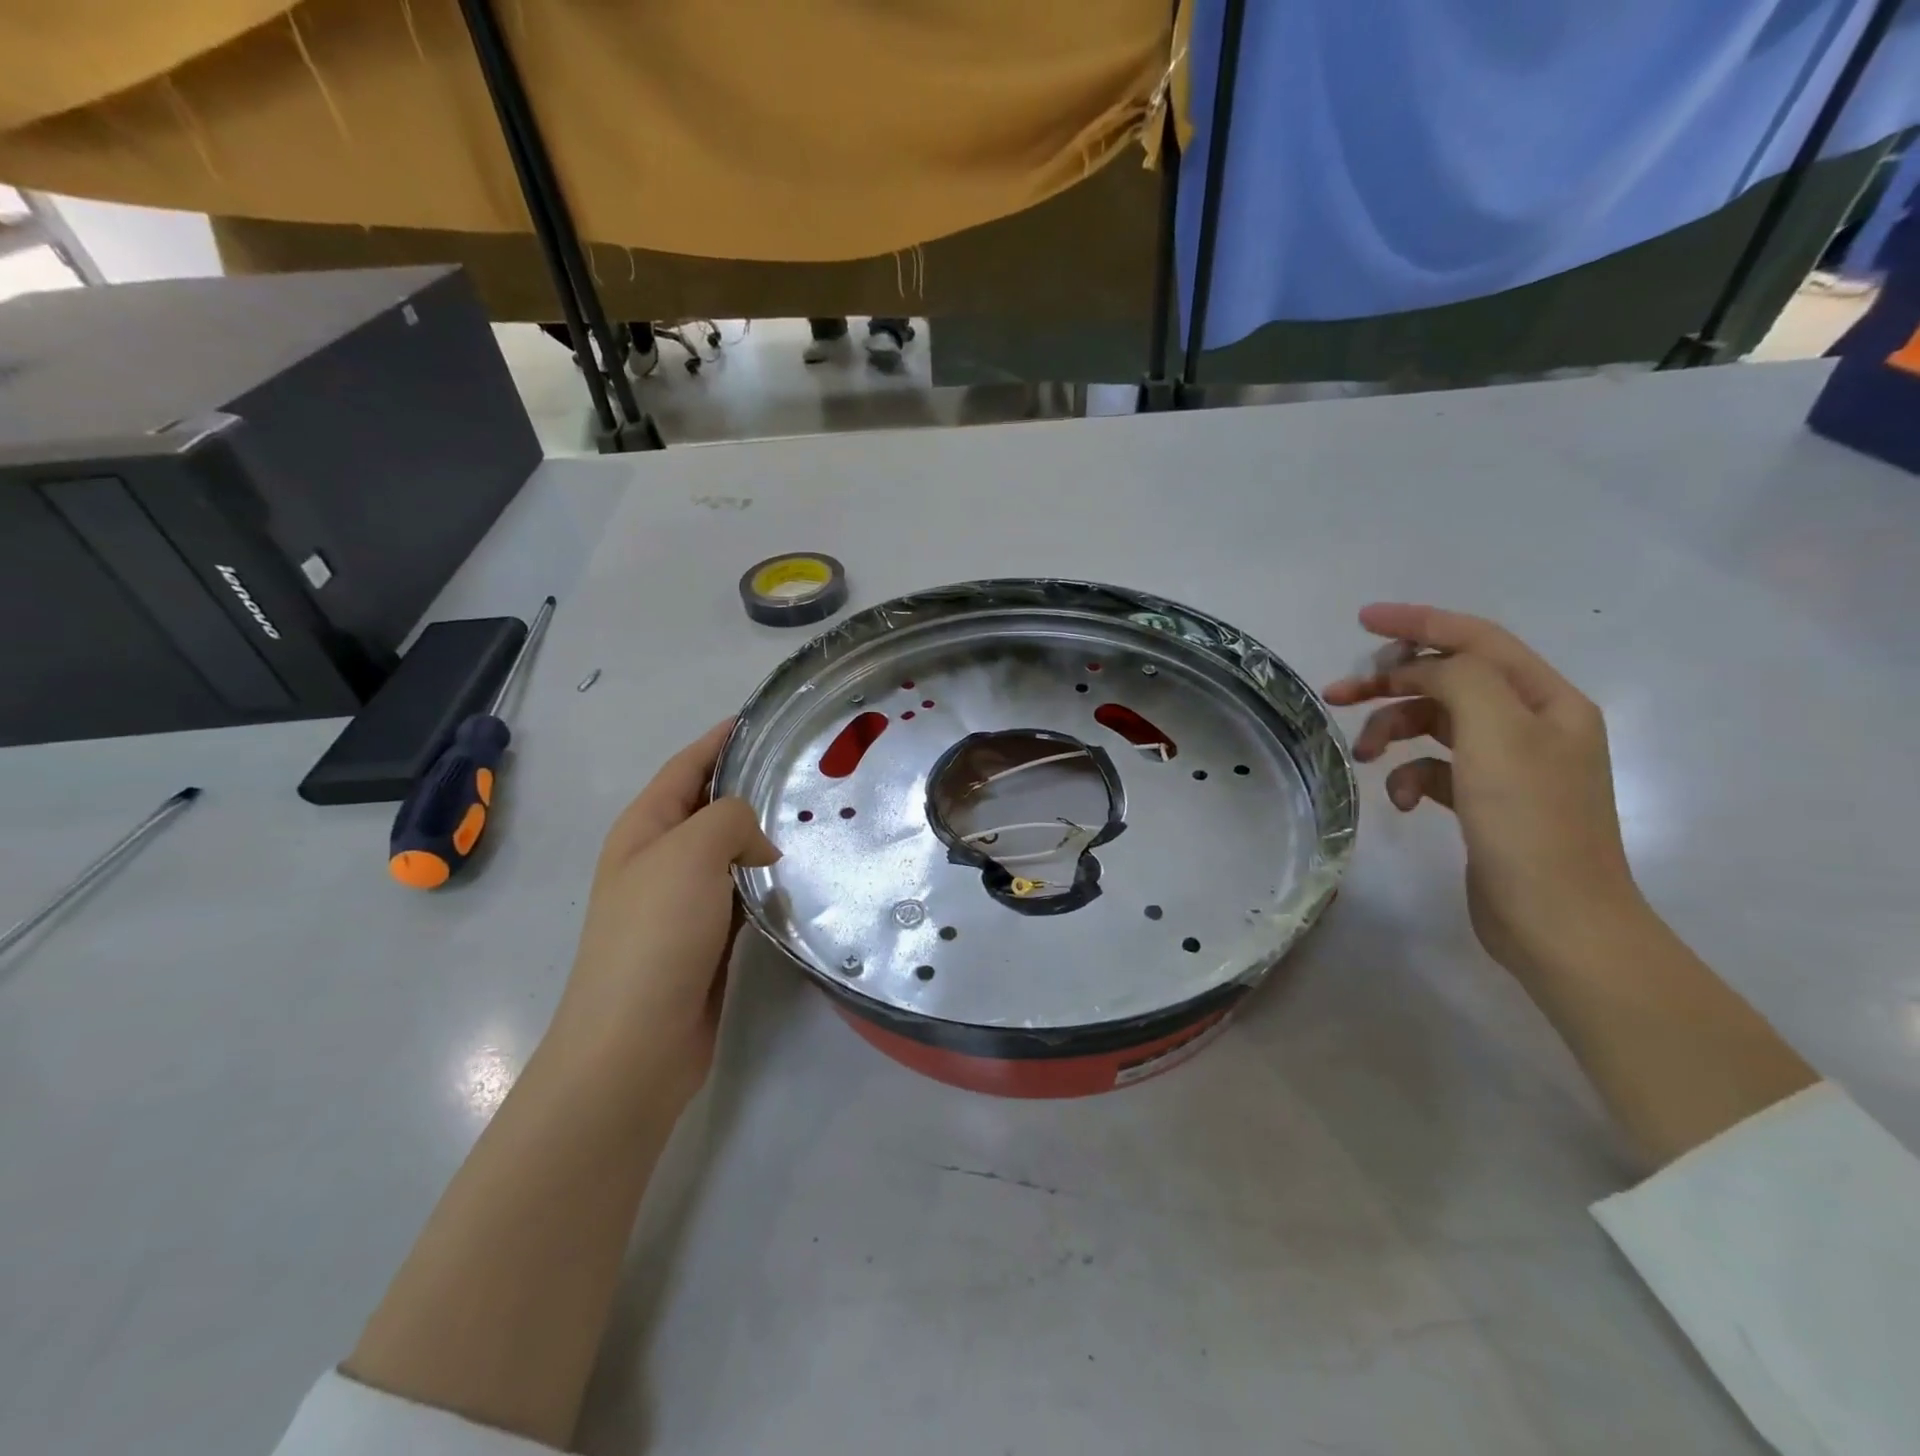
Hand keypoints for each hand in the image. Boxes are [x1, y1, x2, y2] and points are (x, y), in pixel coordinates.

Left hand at [545, 721, 779, 1106]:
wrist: (635, 1043)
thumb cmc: (655, 935)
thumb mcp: (690, 853)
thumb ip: (731, 820)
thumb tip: (759, 847)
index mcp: (644, 828)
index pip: (686, 766)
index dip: (720, 739)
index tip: (765, 720)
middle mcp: (659, 859)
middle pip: (710, 807)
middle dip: (751, 786)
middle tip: (808, 772)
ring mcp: (681, 901)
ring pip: (729, 852)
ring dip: (763, 837)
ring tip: (815, 820)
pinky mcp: (705, 938)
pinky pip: (741, 894)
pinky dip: (766, 882)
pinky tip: (800, 879)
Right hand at [1322, 604, 1642, 983]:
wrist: (1557, 921)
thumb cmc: (1530, 822)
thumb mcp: (1497, 734)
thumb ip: (1458, 680)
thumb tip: (1420, 671)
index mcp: (1547, 700)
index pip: (1476, 640)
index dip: (1418, 623)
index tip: (1362, 620)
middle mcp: (1532, 724)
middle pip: (1449, 681)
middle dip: (1390, 683)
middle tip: (1337, 694)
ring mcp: (1509, 765)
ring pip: (1435, 725)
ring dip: (1393, 731)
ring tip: (1362, 756)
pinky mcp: (1485, 801)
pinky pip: (1434, 768)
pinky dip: (1409, 776)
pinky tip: (1400, 802)